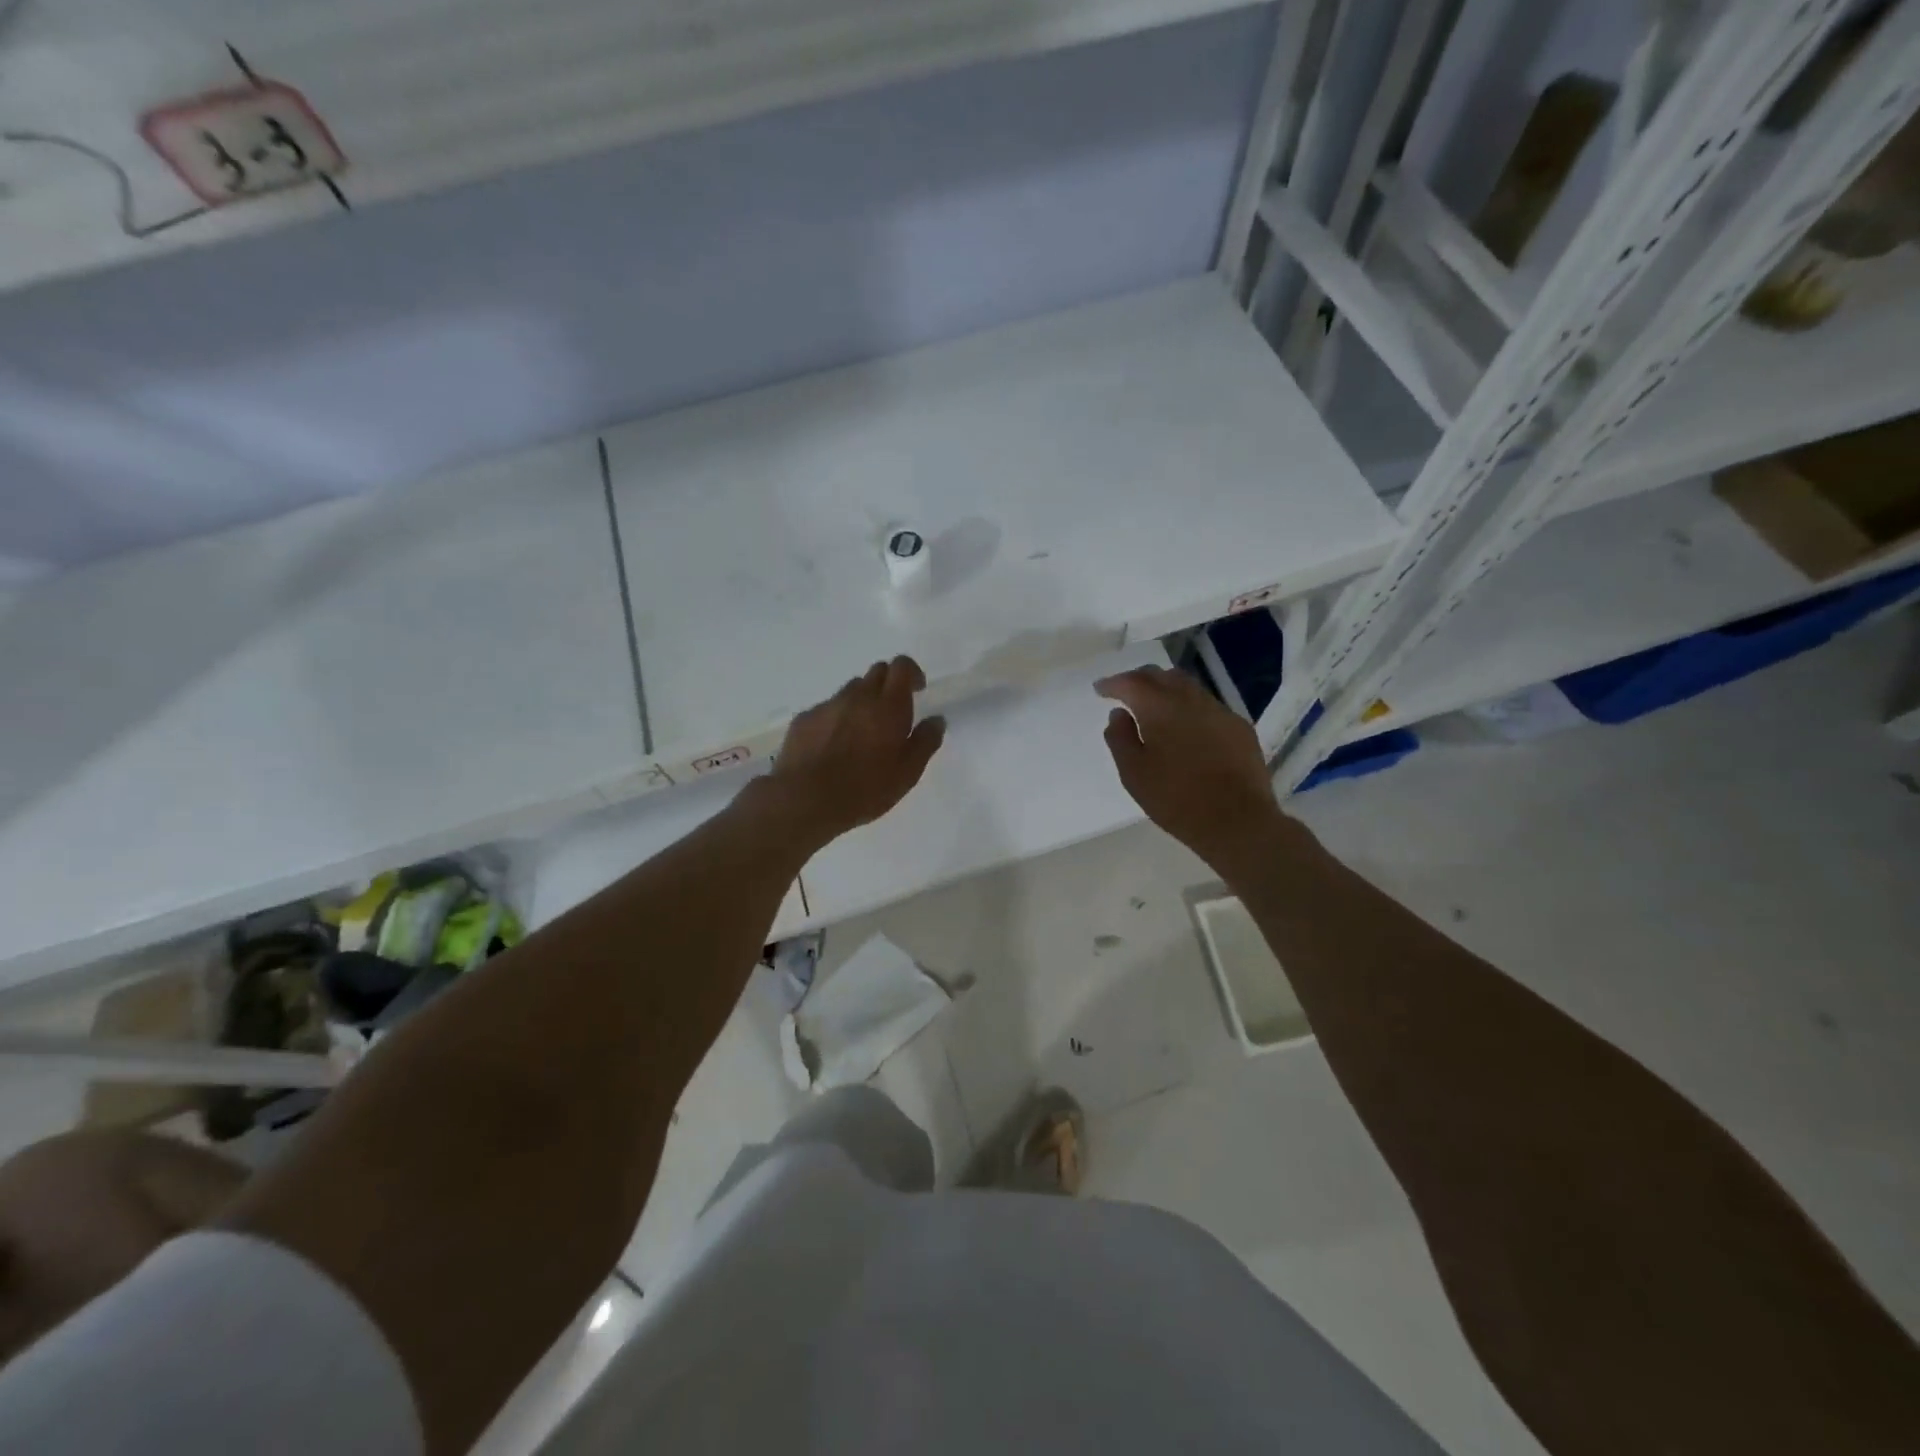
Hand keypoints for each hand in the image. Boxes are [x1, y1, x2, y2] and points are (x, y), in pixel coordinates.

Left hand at [769, 656, 946, 843]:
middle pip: (876, 672)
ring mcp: (828, 705)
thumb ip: (925, 742)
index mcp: (888, 706)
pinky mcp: (804, 719)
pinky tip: (833, 745)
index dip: (911, 673)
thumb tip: (937, 720)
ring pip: (850, 690)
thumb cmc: (865, 789)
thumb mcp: (907, 774)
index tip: (917, 690)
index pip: (902, 666)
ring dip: (861, 701)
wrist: (804, 799)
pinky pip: (826, 708)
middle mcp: (858, 697)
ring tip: (861, 732)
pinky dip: (836, 718)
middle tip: (891, 713)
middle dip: (888, 684)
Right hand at [1096, 665, 1282, 869]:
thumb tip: (1119, 714)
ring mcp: (1220, 711)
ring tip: (1155, 706)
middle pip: (1162, 676)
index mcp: (1160, 707)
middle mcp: (1191, 699)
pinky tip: (1187, 728)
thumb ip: (1120, 738)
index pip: (1132, 682)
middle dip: (1140, 679)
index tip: (1100, 689)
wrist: (1237, 820)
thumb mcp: (1133, 773)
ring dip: (1167, 690)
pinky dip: (1190, 708)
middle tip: (1126, 692)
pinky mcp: (1239, 727)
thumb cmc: (1176, 798)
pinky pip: (1208, 706)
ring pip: (1188, 687)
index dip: (1113, 683)